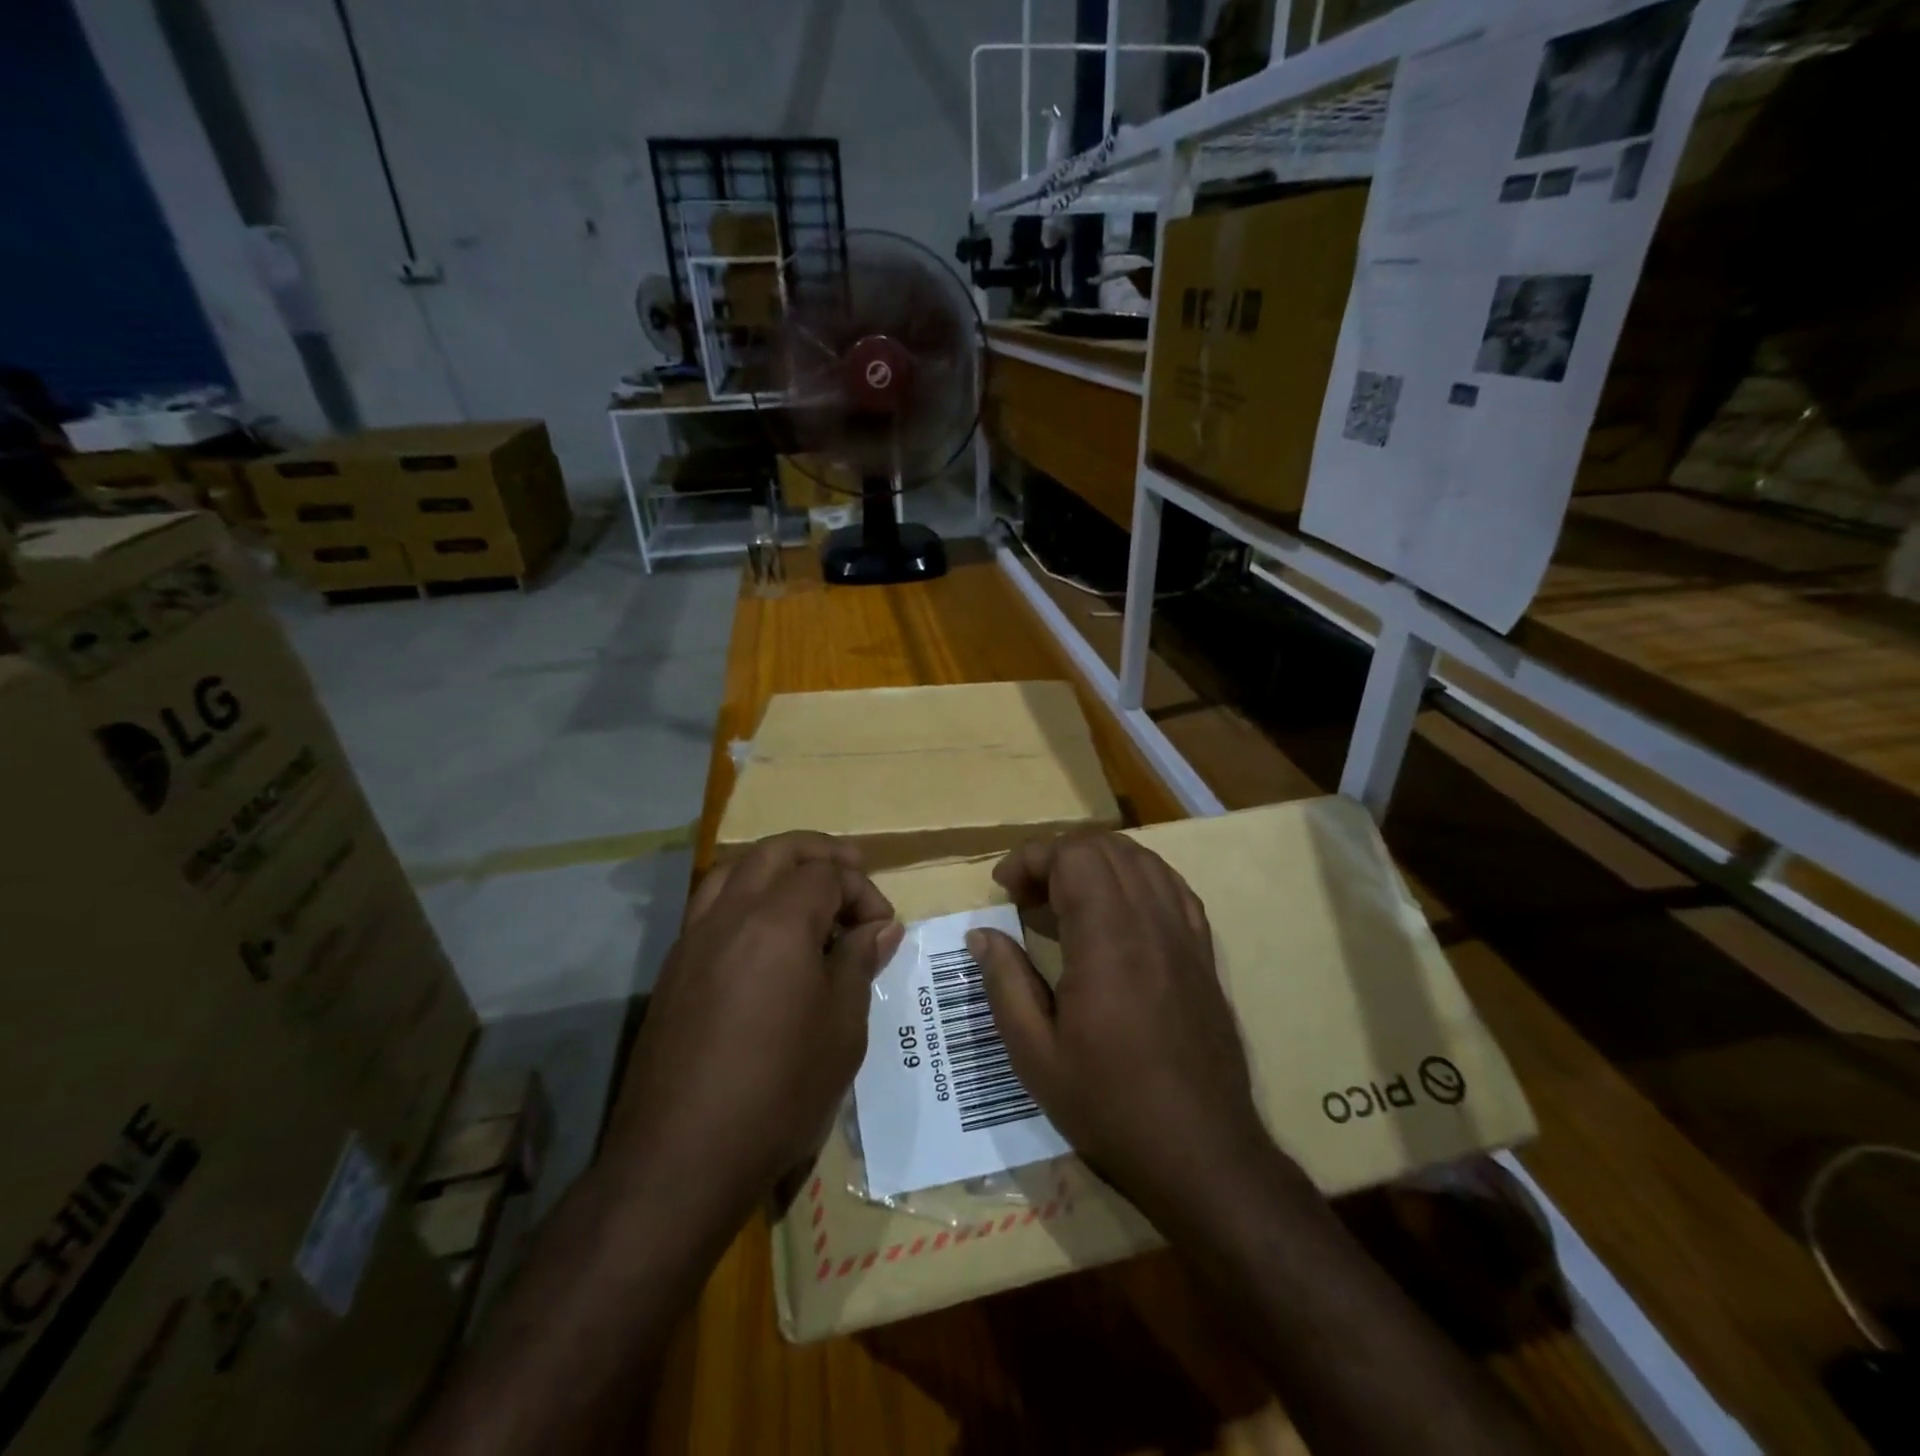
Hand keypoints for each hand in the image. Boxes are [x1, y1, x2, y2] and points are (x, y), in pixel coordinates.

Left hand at [607, 832, 902, 1216]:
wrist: (680, 1158)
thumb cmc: (779, 1090)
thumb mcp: (842, 1027)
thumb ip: (858, 962)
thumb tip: (880, 927)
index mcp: (778, 922)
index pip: (827, 873)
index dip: (862, 890)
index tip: (882, 928)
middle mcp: (730, 914)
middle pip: (776, 851)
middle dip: (820, 852)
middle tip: (853, 868)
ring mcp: (694, 938)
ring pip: (735, 868)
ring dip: (777, 865)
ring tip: (806, 888)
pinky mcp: (674, 967)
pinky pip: (710, 903)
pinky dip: (744, 894)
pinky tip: (763, 932)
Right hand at [967, 832, 1267, 1220]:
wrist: (1202, 1153)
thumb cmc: (1109, 1105)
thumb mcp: (1034, 1054)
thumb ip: (1004, 983)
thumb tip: (982, 933)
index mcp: (1107, 941)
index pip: (1072, 856)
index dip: (1031, 858)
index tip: (1003, 888)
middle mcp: (1151, 922)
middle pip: (1106, 847)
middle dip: (1058, 855)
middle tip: (1027, 895)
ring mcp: (1185, 934)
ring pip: (1142, 859)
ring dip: (1097, 862)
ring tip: (1066, 897)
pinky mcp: (1204, 952)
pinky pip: (1172, 887)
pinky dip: (1137, 879)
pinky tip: (1117, 909)